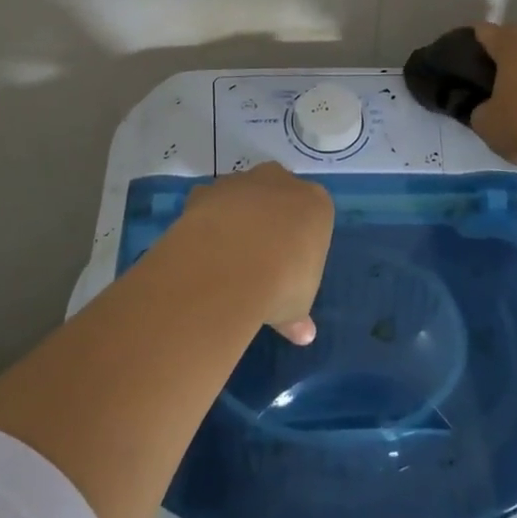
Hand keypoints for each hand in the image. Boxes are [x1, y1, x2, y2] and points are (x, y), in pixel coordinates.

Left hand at [175, 163, 332, 343]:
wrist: (229, 267)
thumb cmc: (282, 283)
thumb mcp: (297, 307)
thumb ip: (298, 316)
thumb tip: (304, 335)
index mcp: (315, 204)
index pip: (313, 215)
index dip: (300, 240)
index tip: (290, 266)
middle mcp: (280, 182)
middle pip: (277, 195)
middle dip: (269, 218)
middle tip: (259, 257)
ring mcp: (241, 182)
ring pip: (241, 195)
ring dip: (235, 217)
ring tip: (226, 257)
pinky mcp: (206, 190)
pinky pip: (208, 203)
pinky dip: (205, 220)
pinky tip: (202, 249)